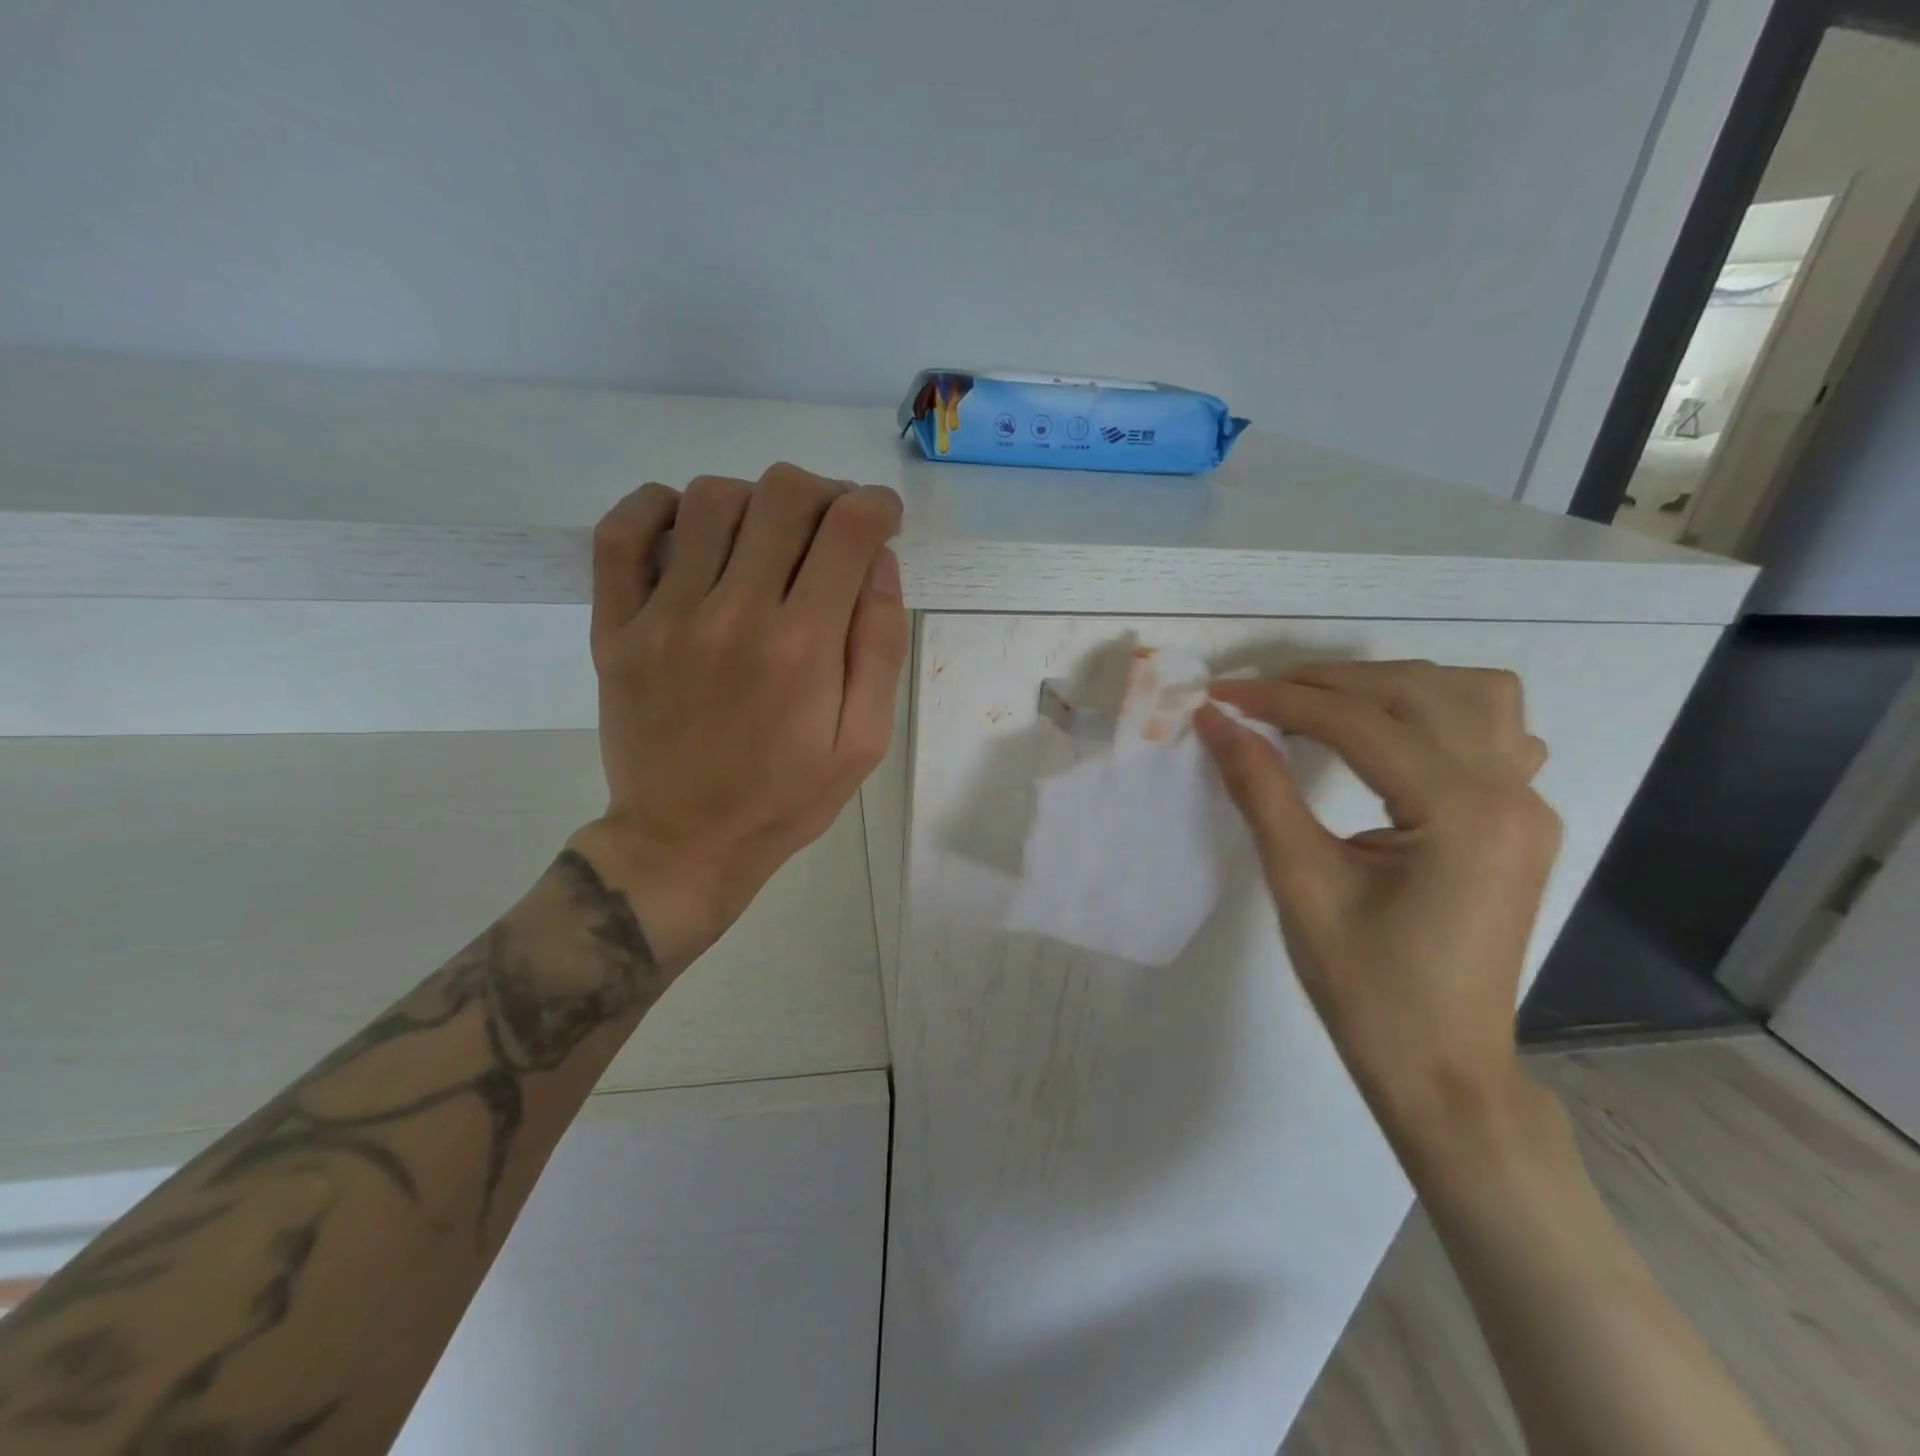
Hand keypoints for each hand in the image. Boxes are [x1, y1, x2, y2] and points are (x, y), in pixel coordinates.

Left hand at [567, 464, 907, 968]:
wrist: (685, 842)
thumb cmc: (787, 798)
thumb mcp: (864, 742)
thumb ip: (879, 648)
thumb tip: (879, 563)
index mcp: (803, 646)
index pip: (848, 529)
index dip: (877, 506)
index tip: (882, 520)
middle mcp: (734, 613)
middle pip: (784, 494)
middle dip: (825, 494)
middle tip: (832, 528)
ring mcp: (666, 616)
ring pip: (711, 498)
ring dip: (755, 500)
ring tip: (768, 537)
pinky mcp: (616, 627)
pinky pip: (621, 533)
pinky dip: (656, 506)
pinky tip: (689, 526)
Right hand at [1194, 661, 1559, 1136]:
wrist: (1442, 1070)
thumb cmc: (1366, 988)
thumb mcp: (1300, 883)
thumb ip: (1259, 789)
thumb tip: (1215, 720)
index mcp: (1461, 812)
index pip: (1360, 722)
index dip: (1280, 700)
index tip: (1219, 694)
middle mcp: (1510, 793)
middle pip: (1417, 691)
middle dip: (1328, 682)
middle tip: (1258, 697)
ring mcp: (1528, 805)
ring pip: (1470, 695)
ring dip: (1391, 686)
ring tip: (1325, 707)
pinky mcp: (1522, 821)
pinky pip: (1495, 733)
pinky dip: (1438, 713)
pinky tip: (1395, 739)